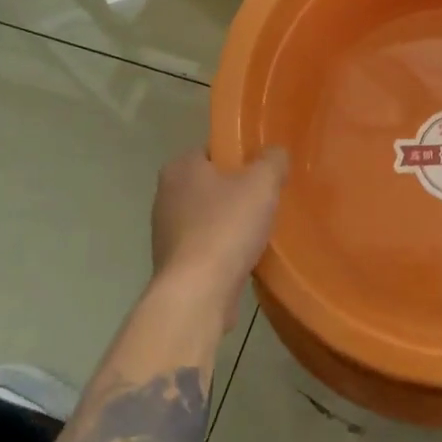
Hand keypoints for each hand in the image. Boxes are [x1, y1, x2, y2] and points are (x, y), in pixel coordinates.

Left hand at [149, 147, 288, 329]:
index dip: (241, 155)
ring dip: (232, 220)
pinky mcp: (174, 263)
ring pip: (209, 215)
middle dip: (238, 190)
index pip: (214, 149)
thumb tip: (275, 154)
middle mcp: (166, 195)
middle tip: (269, 196)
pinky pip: (206, 244)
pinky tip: (246, 254)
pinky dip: (224, 247)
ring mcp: (166, 232)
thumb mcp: (262, 182)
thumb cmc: (227, 226)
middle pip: (212, 183)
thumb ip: (272, 160)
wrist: (198, 292)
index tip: (265, 169)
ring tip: (262, 228)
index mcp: (180, 168)